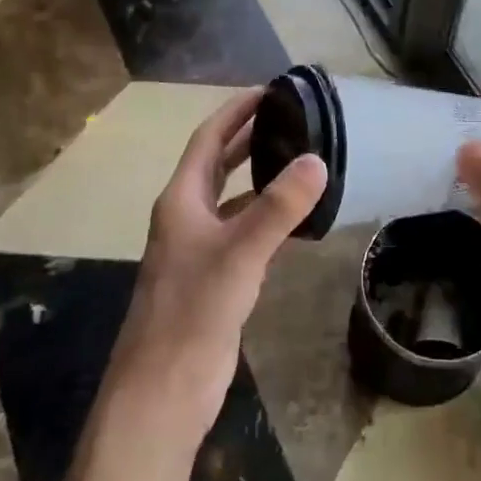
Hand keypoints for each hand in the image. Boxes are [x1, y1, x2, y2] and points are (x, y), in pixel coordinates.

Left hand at [106, 88, 328, 442]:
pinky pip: (242, 233)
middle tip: (289, 118)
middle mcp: (186, 217)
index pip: (208, 140)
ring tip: (297, 159)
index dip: (235, 112)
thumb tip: (317, 160)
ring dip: (257, 176)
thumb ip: (279, 208)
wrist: (163, 390)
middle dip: (248, 138)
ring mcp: (198, 250)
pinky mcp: (213, 279)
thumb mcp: (240, 253)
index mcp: (181, 200)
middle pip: (217, 164)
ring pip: (231, 199)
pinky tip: (293, 221)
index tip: (268, 91)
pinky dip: (265, 217)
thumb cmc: (193, 312)